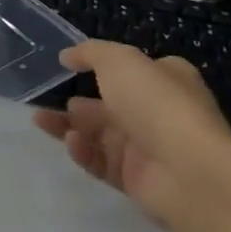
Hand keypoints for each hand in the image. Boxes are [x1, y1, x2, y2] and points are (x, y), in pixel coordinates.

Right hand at [31, 41, 230, 231]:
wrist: (188, 172)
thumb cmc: (157, 104)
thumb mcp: (120, 61)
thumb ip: (90, 53)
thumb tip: (68, 56)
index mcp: (166, 80)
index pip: (133, 70)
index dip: (104, 67)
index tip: (69, 67)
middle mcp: (158, 112)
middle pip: (109, 105)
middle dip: (78, 103)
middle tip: (48, 100)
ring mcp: (147, 147)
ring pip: (99, 134)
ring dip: (69, 126)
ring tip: (42, 121)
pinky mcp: (135, 178)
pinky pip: (101, 161)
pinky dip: (83, 151)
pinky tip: (72, 143)